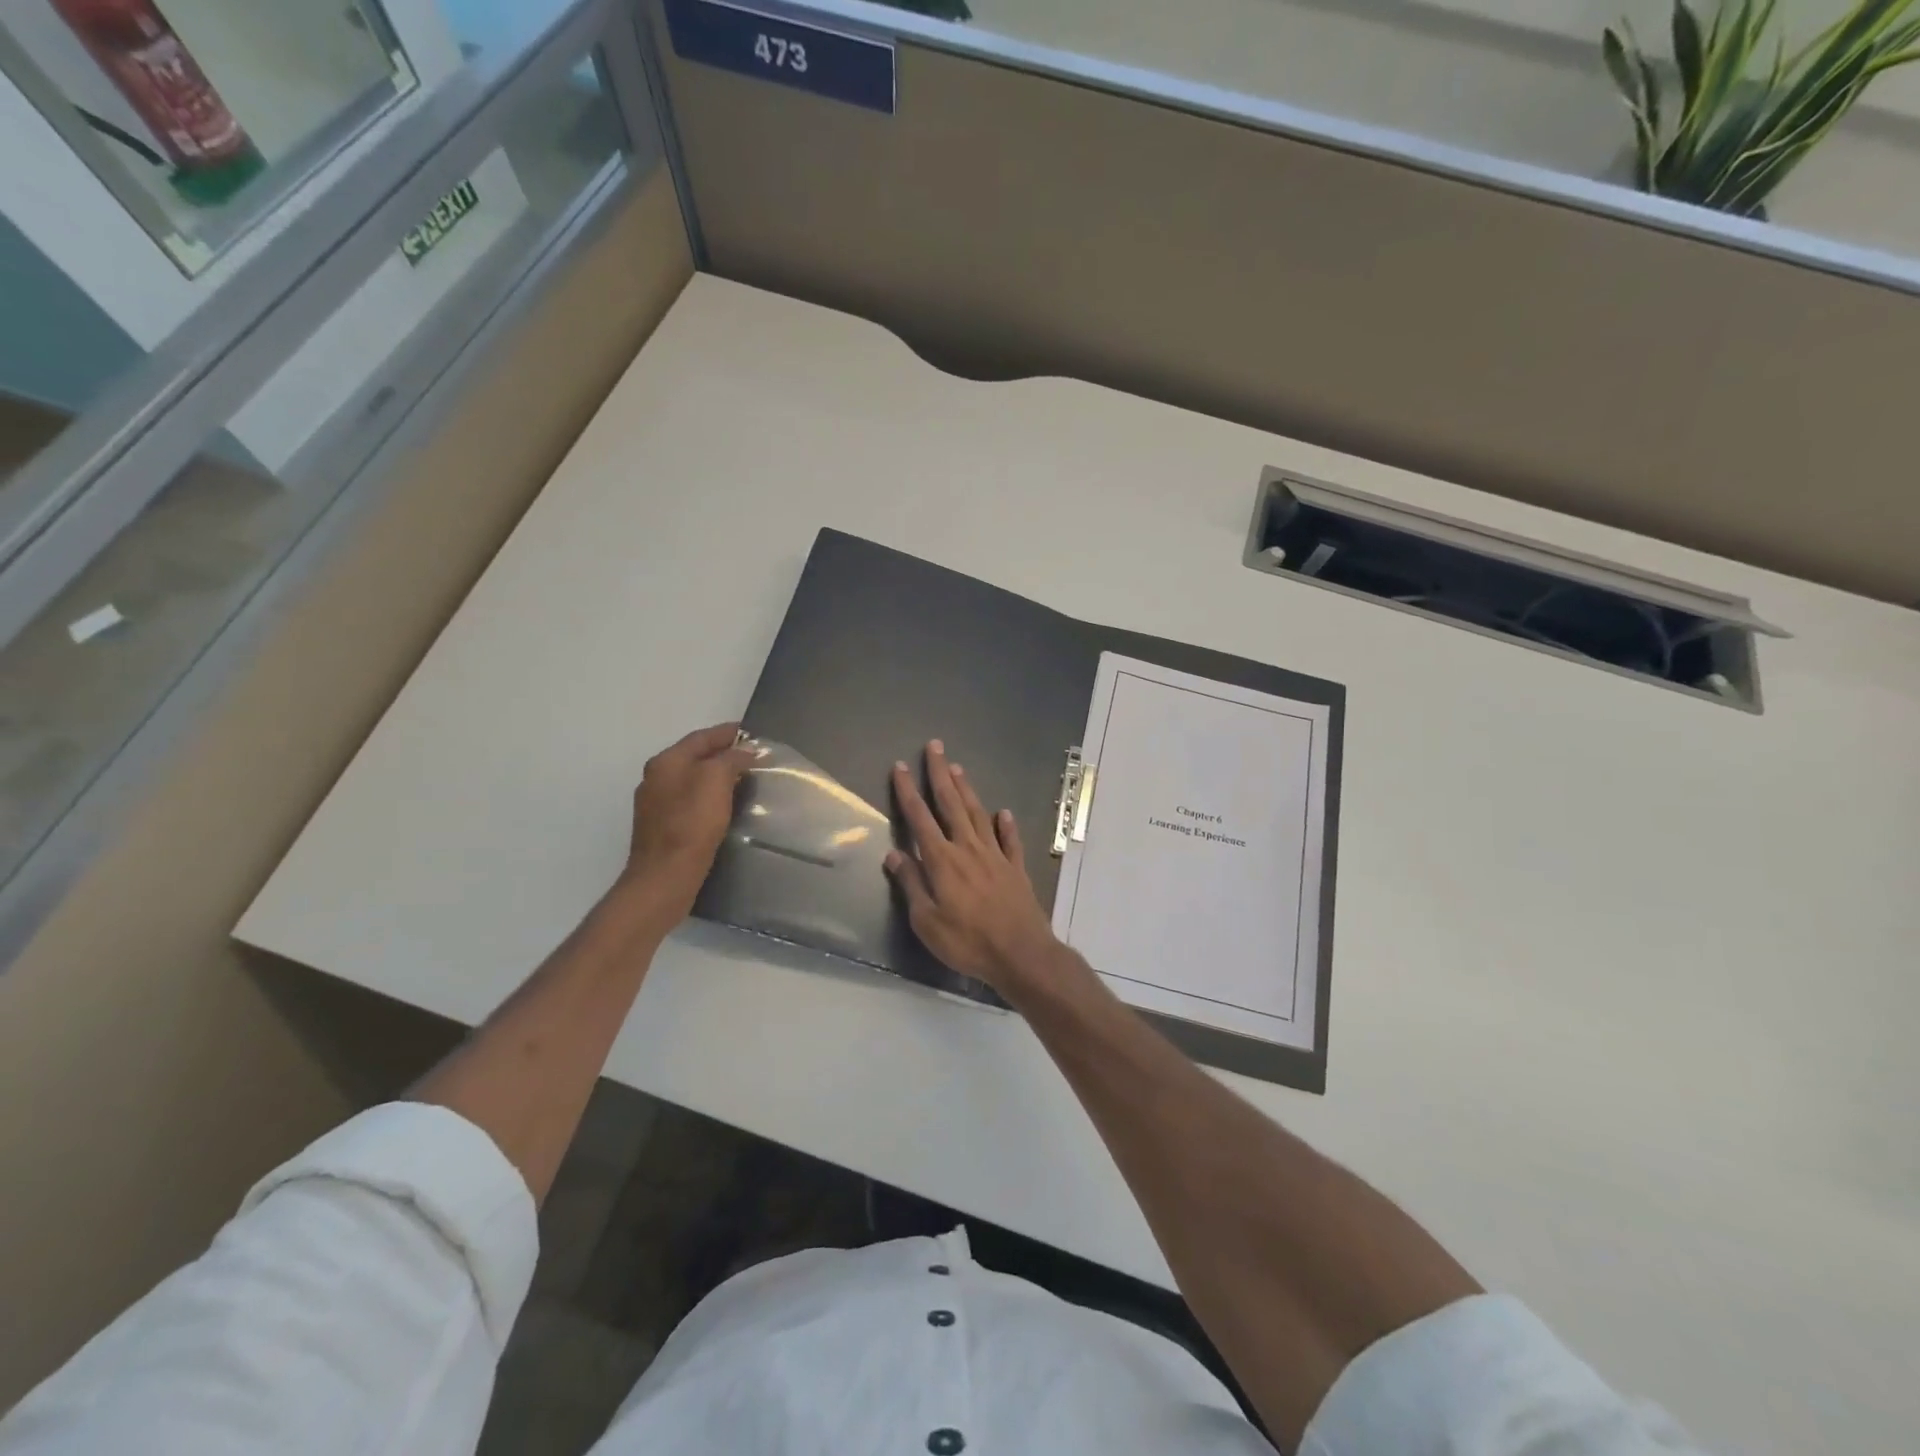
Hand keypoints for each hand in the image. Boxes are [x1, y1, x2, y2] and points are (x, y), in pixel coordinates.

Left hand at [617, 721, 754, 920]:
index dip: (727, 733)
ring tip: (743, 779)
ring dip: (716, 776)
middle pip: (694, 757)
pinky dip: (708, 797)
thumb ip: (730, 759)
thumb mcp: (716, 780)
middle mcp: (655, 778)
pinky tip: (724, 806)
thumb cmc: (692, 823)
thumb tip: (743, 751)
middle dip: (722, 754)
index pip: (701, 737)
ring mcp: (655, 804)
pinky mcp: (661, 828)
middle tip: (751, 756)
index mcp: (666, 762)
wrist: (665, 876)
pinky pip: (689, 801)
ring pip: (691, 780)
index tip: (750, 732)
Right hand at [885, 740, 1061, 995]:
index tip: (900, 767)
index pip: (920, 818)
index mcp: (942, 860)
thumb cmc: (967, 941)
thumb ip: (911, 884)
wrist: (1020, 953)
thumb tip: (893, 854)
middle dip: (940, 774)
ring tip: (958, 768)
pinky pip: (1010, 840)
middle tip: (935, 747)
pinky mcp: (1016, 868)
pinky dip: (1005, 825)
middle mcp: (968, 849)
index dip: (908, 792)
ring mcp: (995, 856)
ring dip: (967, 789)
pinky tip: (1003, 813)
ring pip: (978, 814)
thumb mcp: (927, 921)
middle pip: (951, 804)